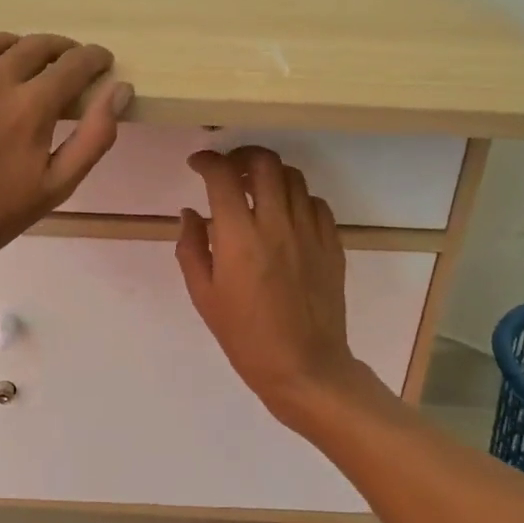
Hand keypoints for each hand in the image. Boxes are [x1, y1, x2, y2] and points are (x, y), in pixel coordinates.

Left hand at [0, 32, 131, 290]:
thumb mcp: (57, 186)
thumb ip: (94, 136)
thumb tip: (120, 90)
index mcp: (31, 106)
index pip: (74, 64)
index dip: (94, 59)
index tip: (101, 62)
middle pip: (36, 45)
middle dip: (62, 49)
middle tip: (68, 62)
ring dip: (17, 46)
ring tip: (23, 61)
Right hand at [175, 147, 378, 426]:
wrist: (304, 367)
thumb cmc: (245, 336)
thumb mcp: (203, 295)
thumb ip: (191, 248)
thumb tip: (191, 213)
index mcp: (239, 237)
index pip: (222, 176)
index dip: (207, 161)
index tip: (197, 164)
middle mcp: (276, 224)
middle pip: (264, 163)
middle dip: (241, 155)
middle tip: (228, 168)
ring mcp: (309, 232)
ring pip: (294, 177)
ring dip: (270, 174)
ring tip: (256, 188)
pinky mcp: (332, 244)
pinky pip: (316, 203)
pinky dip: (297, 198)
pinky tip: (285, 214)